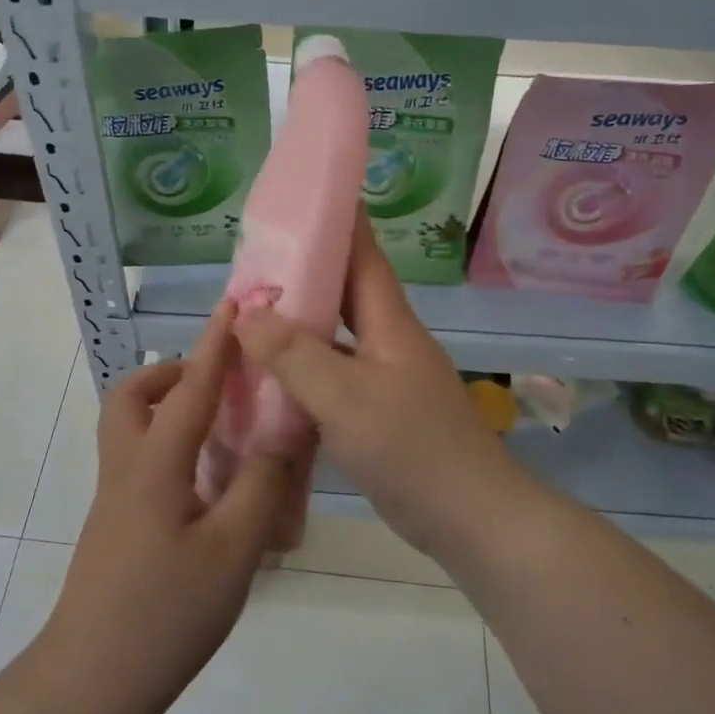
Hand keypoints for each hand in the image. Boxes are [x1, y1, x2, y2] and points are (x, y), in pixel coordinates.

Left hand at [37, 305, 296, 713]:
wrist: (91, 682)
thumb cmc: (165, 613)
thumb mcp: (233, 550)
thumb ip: (262, 485)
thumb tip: (284, 434)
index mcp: (155, 464)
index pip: (191, 389)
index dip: (215, 345)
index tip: (233, 304)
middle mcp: (127, 469)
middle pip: (133, 398)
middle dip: (172, 375)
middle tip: (219, 385)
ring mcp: (115, 500)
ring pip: (131, 431)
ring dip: (169, 410)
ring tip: (221, 431)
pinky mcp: (116, 527)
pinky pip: (141, 463)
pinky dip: (172, 449)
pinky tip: (209, 486)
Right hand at [231, 212, 522, 558]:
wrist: (470, 518)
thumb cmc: (412, 448)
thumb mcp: (345, 398)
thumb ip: (293, 354)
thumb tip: (244, 311)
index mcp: (389, 322)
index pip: (363, 253)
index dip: (337, 219)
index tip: (301, 194)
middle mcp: (388, 339)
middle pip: (344, 291)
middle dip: (302, 271)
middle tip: (252, 261)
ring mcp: (385, 376)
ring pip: (335, 335)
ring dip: (298, 322)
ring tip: (250, 314)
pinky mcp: (379, 410)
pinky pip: (333, 374)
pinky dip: (302, 368)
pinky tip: (270, 377)